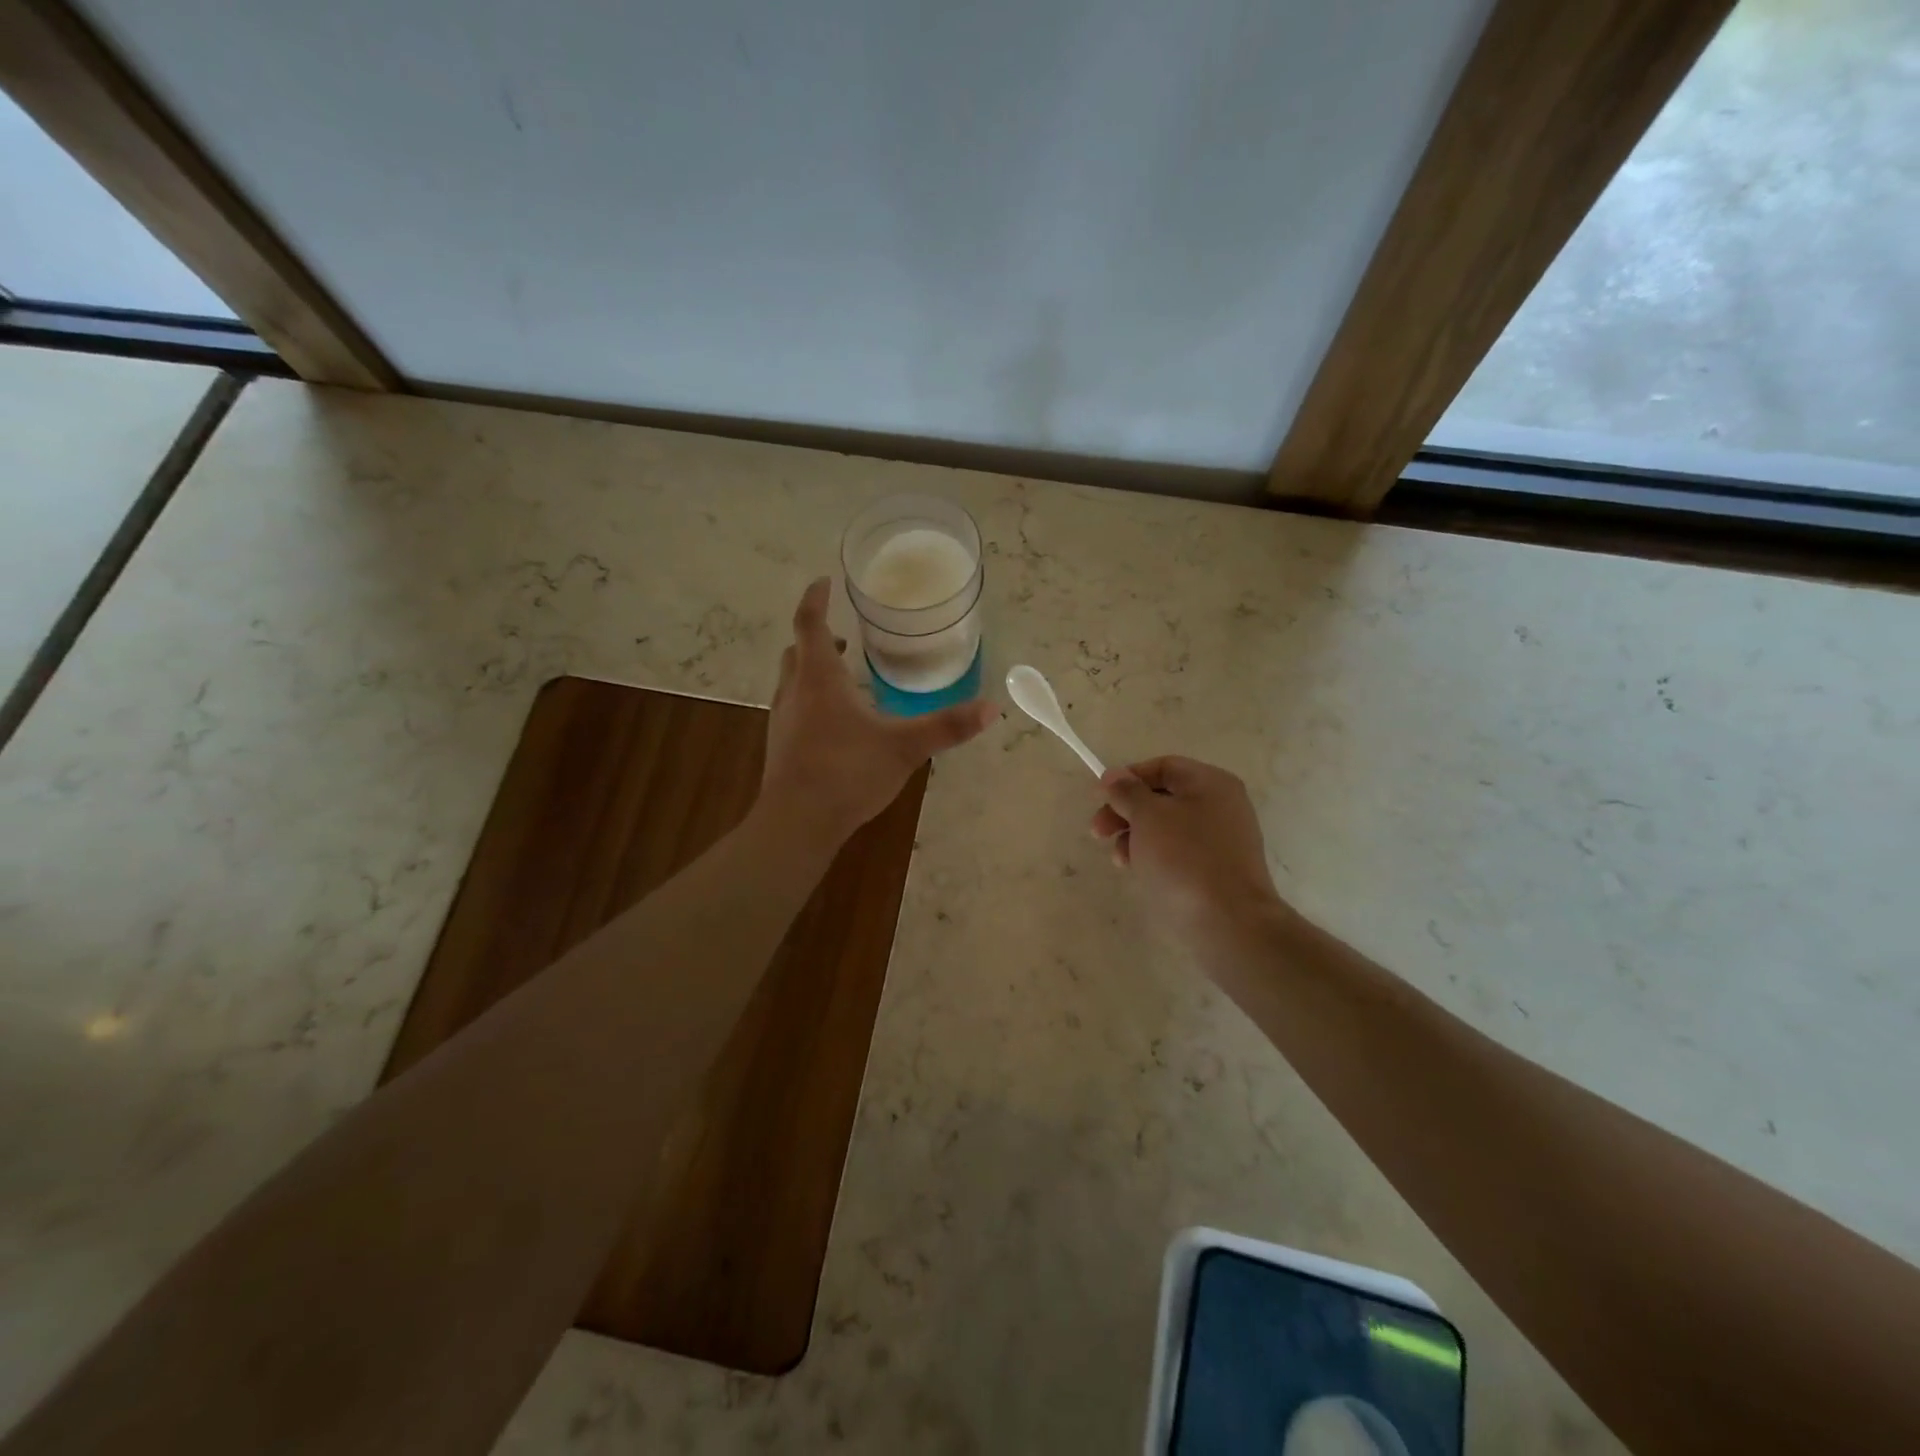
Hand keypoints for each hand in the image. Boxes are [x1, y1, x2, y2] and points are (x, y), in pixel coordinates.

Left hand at [761, 578, 998, 846]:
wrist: (797, 823)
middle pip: (797, 650)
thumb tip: (993, 707)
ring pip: (791, 681)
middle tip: (843, 637)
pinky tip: (835, 724)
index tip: (824, 581)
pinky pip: (793, 708)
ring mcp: (782, 721)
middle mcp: (795, 692)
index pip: (810, 623)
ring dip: (812, 670)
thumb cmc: (848, 772)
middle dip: (817, 637)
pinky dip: (810, 700)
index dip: (815, 598)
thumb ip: (948, 726)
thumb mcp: (905, 747)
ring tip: (844, 678)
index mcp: (820, 679)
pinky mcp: (780, 747)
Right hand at [1090, 756, 1283, 943]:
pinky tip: (1138, 871)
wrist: (1228, 922)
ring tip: (1119, 859)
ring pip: (1167, 827)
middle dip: (1126, 811)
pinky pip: (1178, 852)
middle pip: (1163, 797)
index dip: (1127, 778)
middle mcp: (1221, 805)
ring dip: (1135, 836)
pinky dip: (1154, 856)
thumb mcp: (1148, 816)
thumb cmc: (1185, 858)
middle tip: (1097, 831)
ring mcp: (1222, 839)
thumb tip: (1114, 775)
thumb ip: (1127, 792)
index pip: (1162, 767)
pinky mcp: (1217, 870)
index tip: (1099, 797)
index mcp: (1211, 783)